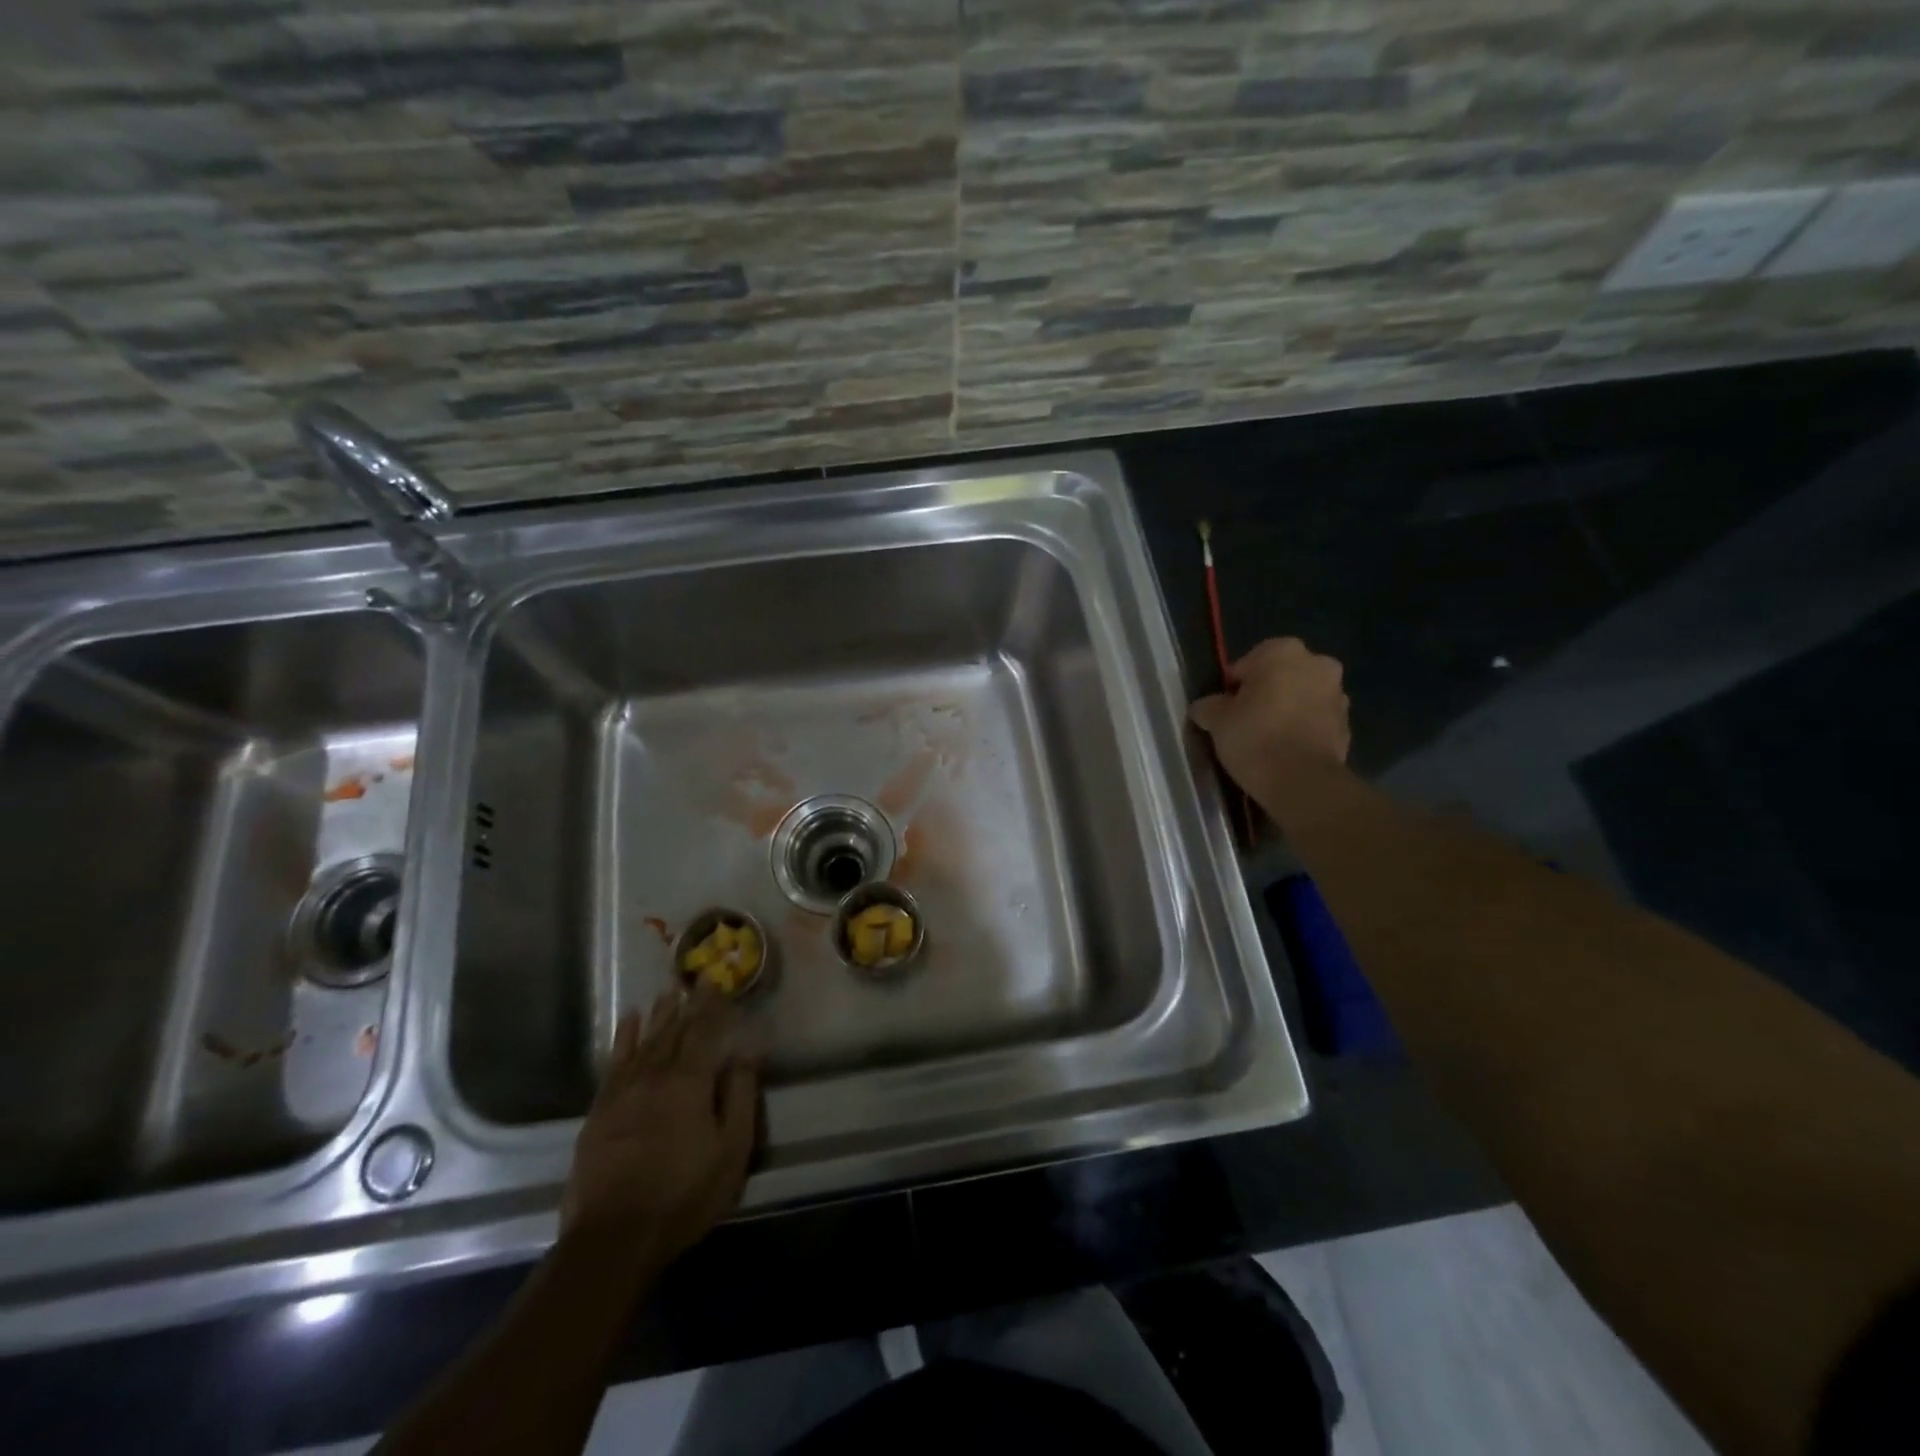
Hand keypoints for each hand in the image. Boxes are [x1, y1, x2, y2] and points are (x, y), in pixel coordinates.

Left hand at [561, 988, 759, 1264]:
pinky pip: (614, 1062)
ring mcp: (623, 1091)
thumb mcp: (731, 1149)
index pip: (704, 1031)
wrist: (614, 1237)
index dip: (712, 1006)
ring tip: (667, 994)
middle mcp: (655, 1075)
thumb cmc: (684, 1194)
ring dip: (658, 1015)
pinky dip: (623, 1038)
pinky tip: (628, 1022)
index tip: (718, 982)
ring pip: (644, 1041)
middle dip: (687, 1005)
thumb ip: (740, 1095)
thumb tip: (746, 1050)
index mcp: (690, 1082)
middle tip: (695, 981)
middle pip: (673, 1031)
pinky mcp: (600, 1110)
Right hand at [1189, 636, 1350, 787]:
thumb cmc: (1254, 737)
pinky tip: (1285, 751)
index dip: (1233, 687)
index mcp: (1283, 651)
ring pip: (1302, 697)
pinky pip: (1316, 721)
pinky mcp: (1347, 726)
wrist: (1301, 781)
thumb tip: (1205, 707)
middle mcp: (1317, 664)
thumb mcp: (1216, 720)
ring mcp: (1338, 695)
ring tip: (1266, 740)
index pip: (1247, 663)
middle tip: (1245, 721)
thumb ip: (1208, 706)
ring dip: (1287, 710)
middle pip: (1281, 676)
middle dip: (1266, 693)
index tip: (1225, 710)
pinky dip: (1302, 730)